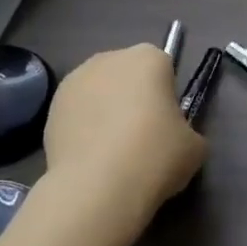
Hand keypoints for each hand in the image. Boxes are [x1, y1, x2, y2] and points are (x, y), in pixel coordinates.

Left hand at [43, 44, 204, 223]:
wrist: (97, 187)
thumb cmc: (155, 156)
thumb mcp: (194, 147)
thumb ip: (187, 132)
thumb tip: (175, 138)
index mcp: (149, 58)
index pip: (164, 69)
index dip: (166, 98)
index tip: (166, 126)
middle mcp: (110, 58)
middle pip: (128, 75)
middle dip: (134, 99)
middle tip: (141, 139)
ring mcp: (76, 80)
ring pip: (100, 92)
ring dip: (106, 111)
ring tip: (111, 152)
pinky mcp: (52, 107)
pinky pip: (77, 113)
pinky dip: (83, 129)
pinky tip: (90, 159)